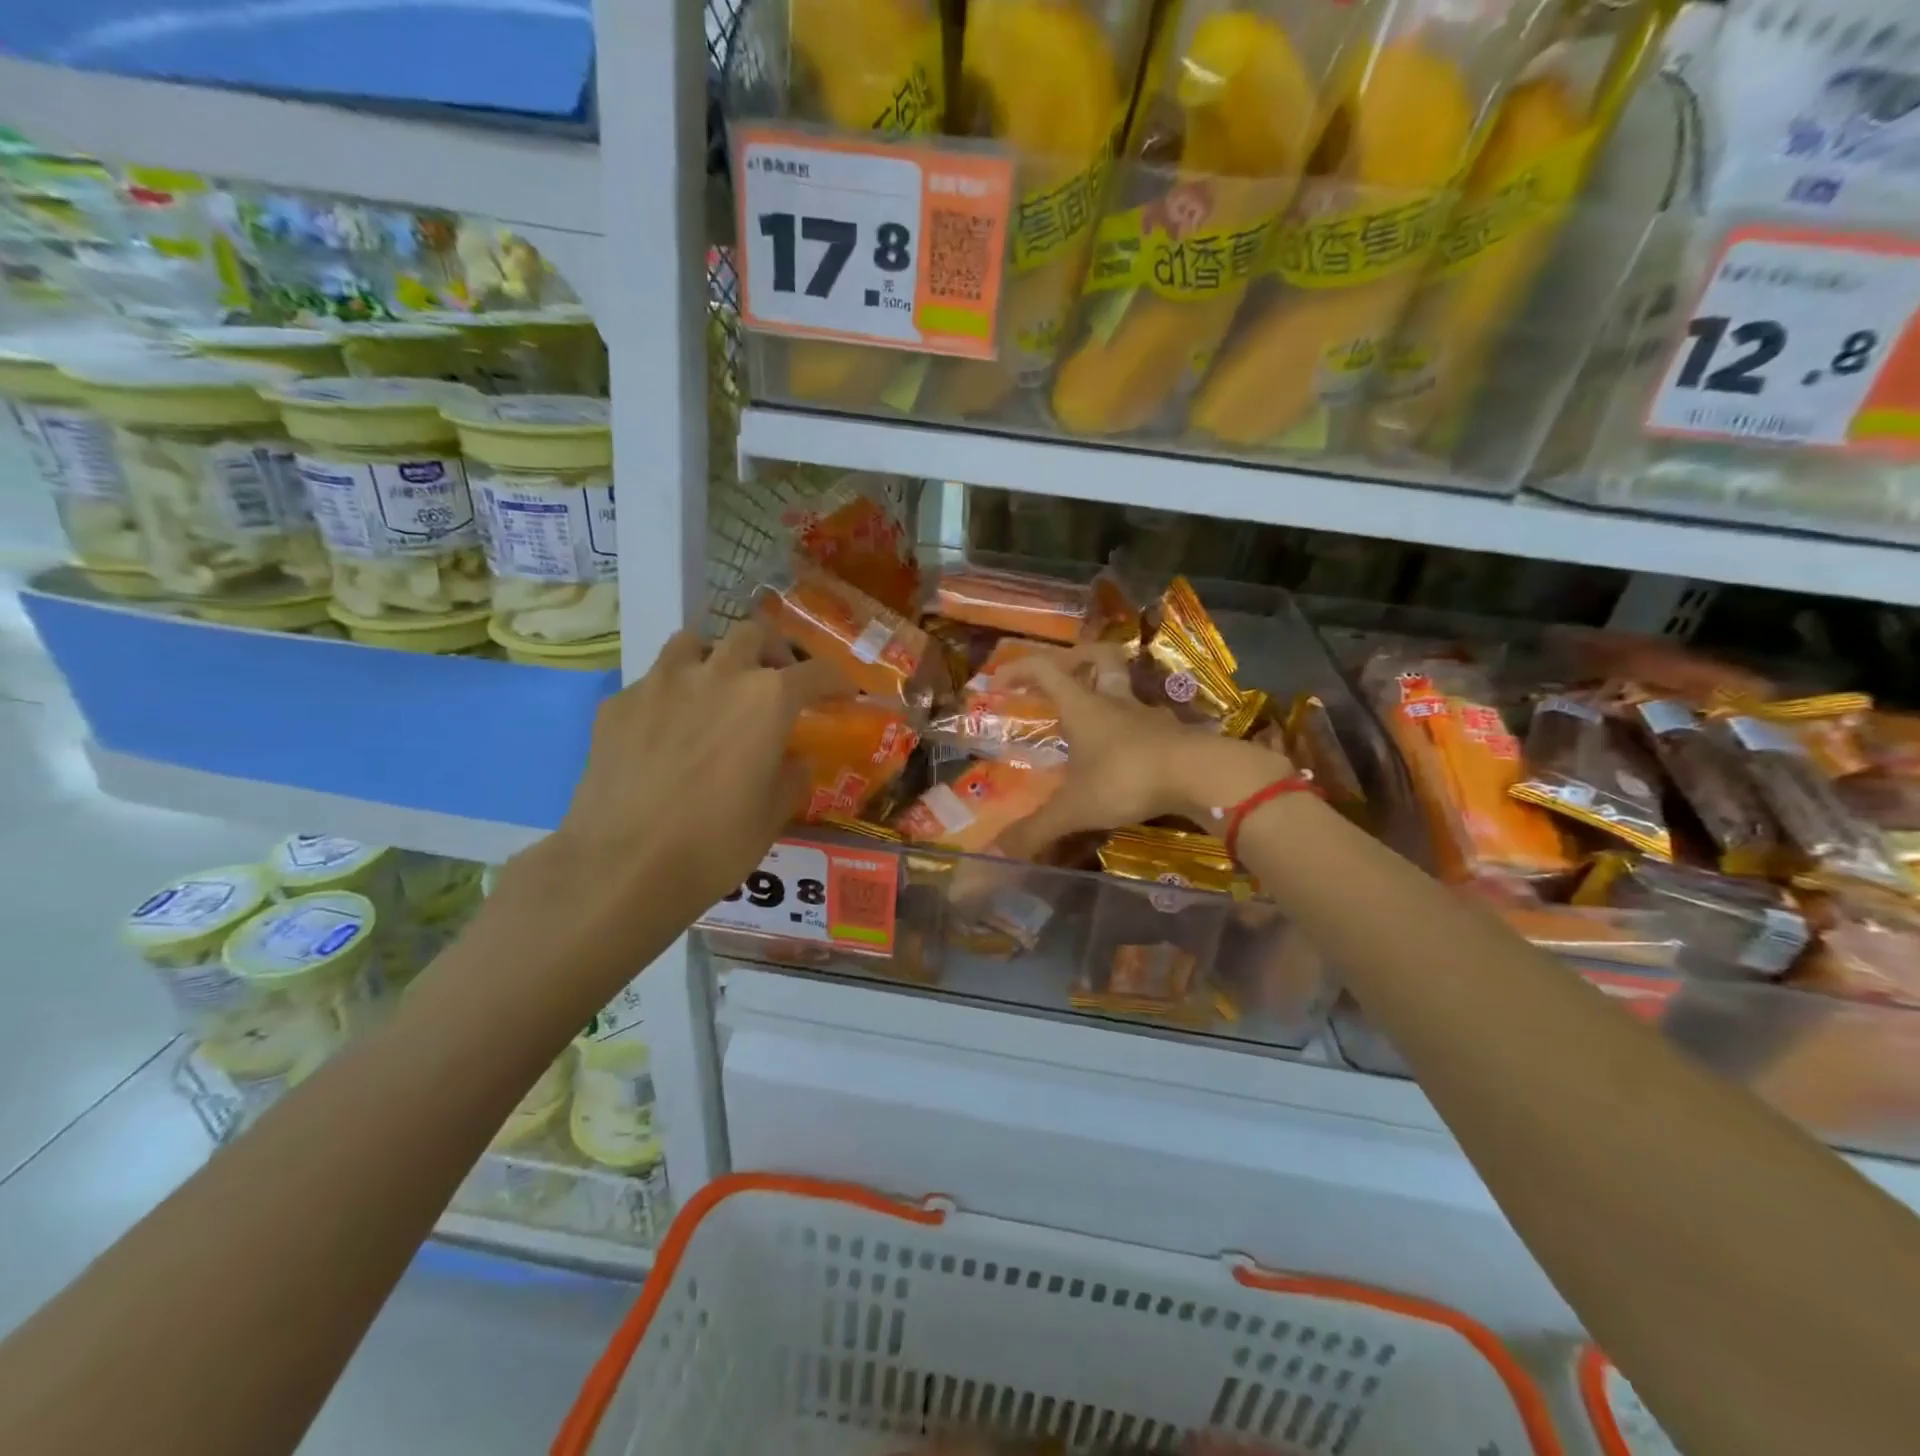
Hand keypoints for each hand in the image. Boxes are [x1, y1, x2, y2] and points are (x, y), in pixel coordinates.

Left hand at [530, 619, 841, 928]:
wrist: (622, 866)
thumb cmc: (714, 844)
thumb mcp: (773, 817)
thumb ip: (791, 777)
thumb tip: (794, 761)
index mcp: (767, 699)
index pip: (816, 672)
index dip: (836, 680)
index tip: (844, 691)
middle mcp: (717, 674)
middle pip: (752, 633)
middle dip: (772, 650)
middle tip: (775, 677)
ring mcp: (661, 682)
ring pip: (693, 642)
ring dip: (714, 657)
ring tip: (714, 688)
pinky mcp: (618, 702)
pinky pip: (651, 682)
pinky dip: (668, 695)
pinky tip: (663, 731)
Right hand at [992, 656, 1291, 857]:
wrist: (1202, 776)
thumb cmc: (1127, 778)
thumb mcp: (1074, 808)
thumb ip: (1037, 829)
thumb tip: (999, 851)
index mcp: (1082, 707)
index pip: (1045, 669)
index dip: (1019, 669)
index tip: (999, 681)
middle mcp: (1115, 702)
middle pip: (1100, 659)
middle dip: (1078, 659)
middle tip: (1062, 675)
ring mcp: (1148, 717)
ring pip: (1126, 691)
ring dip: (1108, 696)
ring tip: (1091, 722)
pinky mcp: (1174, 736)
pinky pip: (1147, 724)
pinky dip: (1133, 732)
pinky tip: (1126, 756)